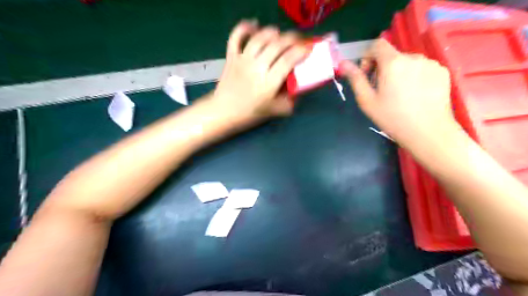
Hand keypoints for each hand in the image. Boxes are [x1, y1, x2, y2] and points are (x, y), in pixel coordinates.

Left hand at [211, 21, 307, 124]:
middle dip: (292, 38)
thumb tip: (298, 90)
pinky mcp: (231, 57)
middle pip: (277, 45)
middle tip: (299, 40)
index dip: (301, 51)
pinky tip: (254, 25)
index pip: (288, 60)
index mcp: (268, 83)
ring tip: (280, 35)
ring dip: (273, 32)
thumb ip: (289, 101)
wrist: (223, 112)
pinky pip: (236, 37)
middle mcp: (256, 68)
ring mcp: (242, 60)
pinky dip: (244, 28)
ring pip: (259, 38)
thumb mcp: (274, 112)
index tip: (308, 48)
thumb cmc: (249, 113)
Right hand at [340, 38, 455, 145]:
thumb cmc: (392, 118)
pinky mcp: (442, 72)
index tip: (367, 75)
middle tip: (381, 91)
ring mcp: (431, 63)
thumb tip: (343, 63)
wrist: (428, 132)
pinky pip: (422, 68)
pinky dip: (414, 76)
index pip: (377, 45)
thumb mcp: (367, 100)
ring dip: (399, 73)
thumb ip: (355, 79)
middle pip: (392, 55)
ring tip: (400, 95)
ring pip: (407, 62)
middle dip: (382, 69)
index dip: (368, 57)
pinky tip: (415, 95)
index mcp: (393, 63)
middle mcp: (413, 57)